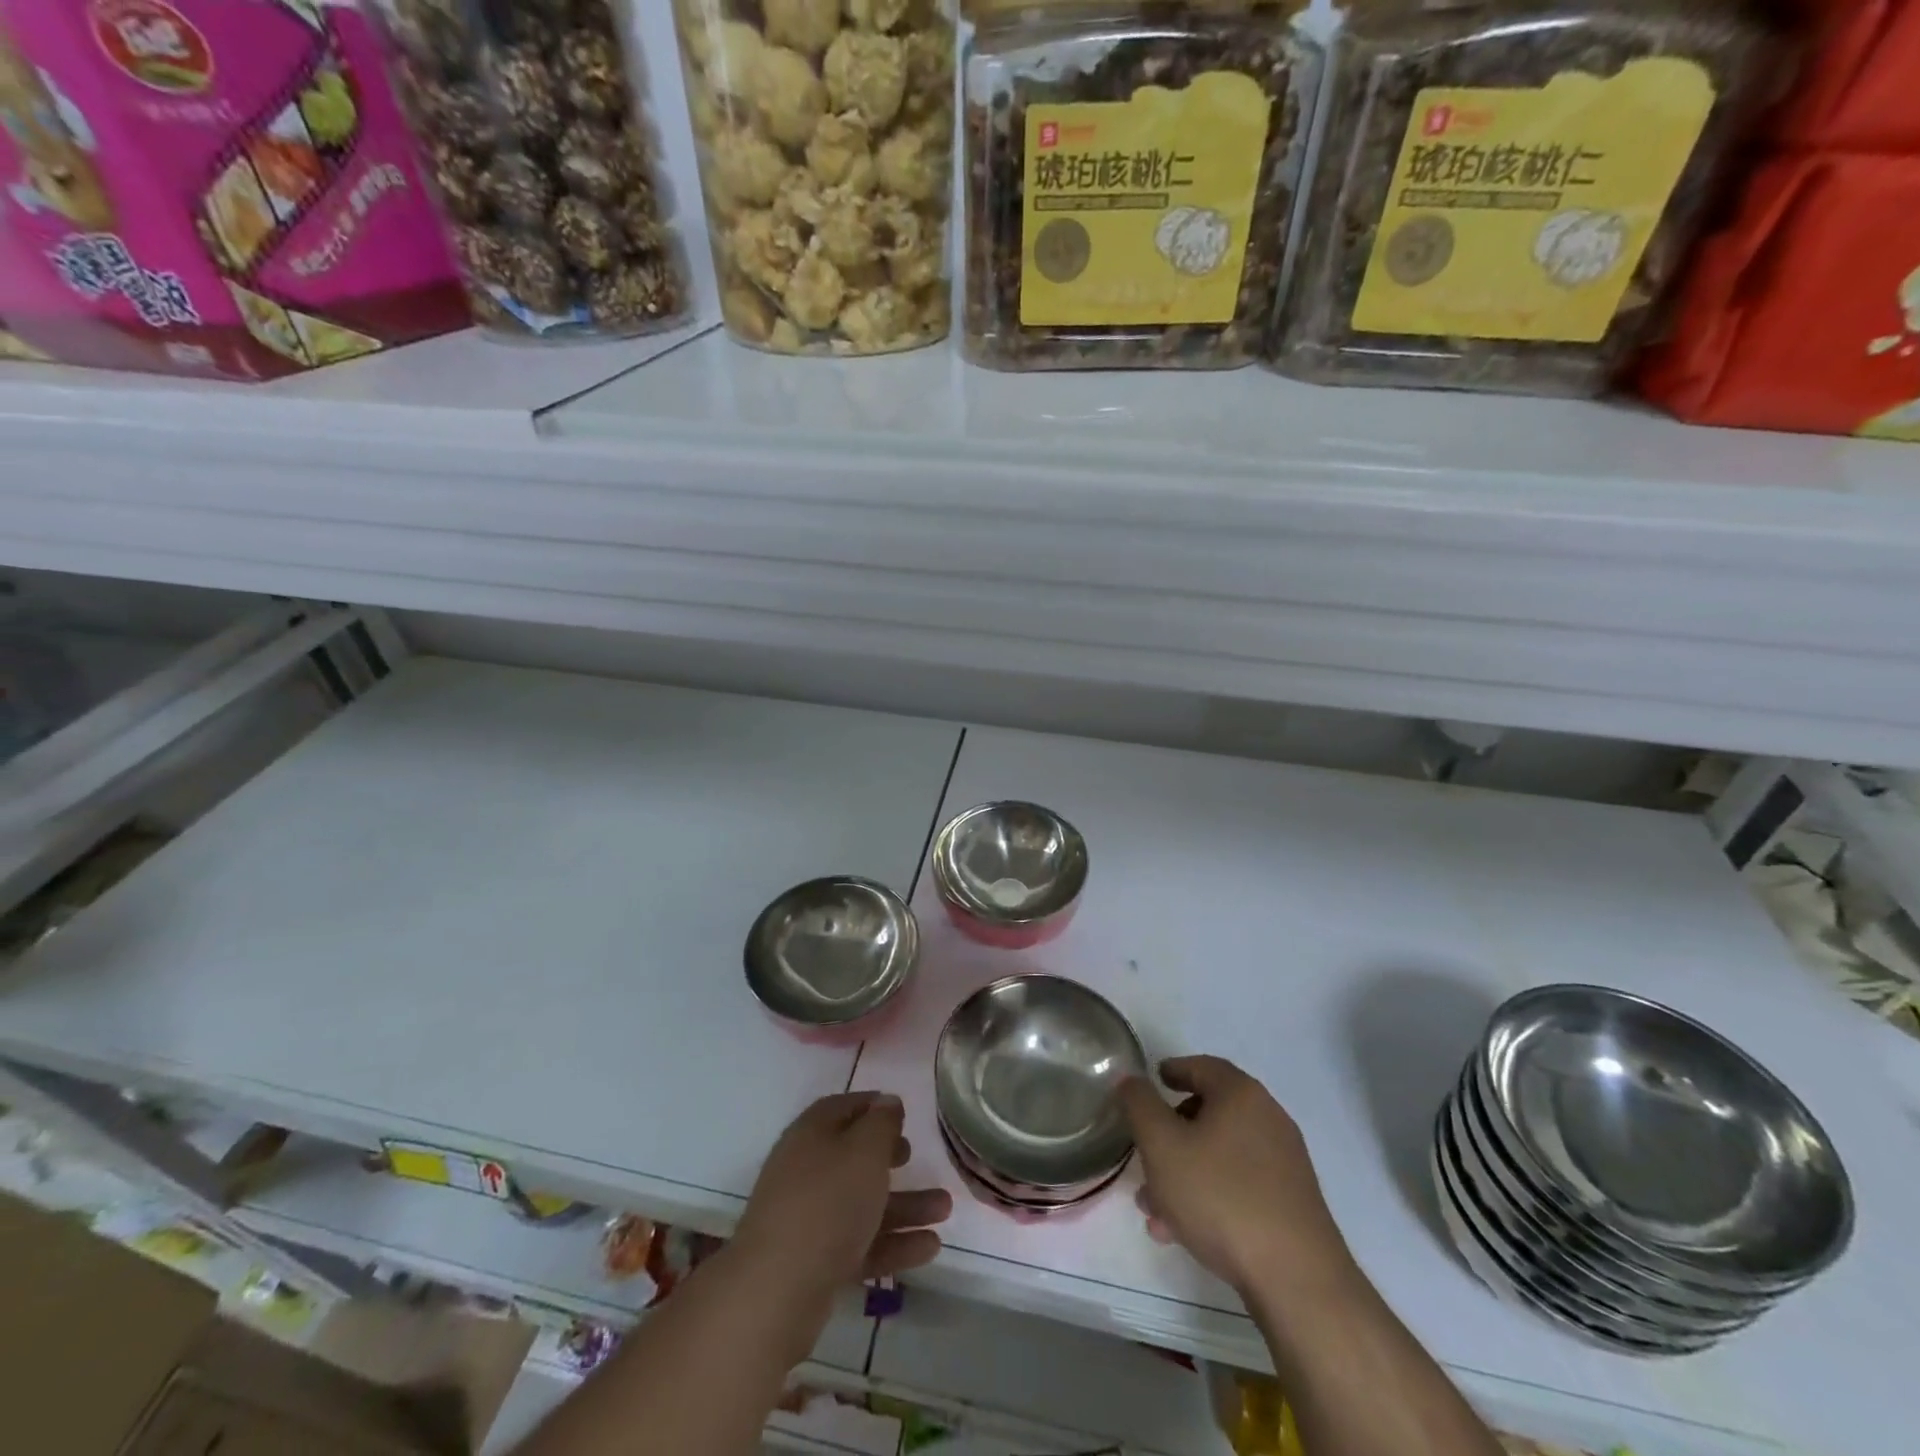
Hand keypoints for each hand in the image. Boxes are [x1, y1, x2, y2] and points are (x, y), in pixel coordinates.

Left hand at [734, 1092, 950, 1307]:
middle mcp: (806, 1170)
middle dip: (888, 1157)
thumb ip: (882, 1123)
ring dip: (904, 1205)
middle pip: (853, 1156)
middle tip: (914, 1156)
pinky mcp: (815, 1261)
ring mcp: (809, 1218)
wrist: (777, 1290)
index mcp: (812, 1134)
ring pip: (862, 1203)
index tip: (902, 1112)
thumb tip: (888, 1101)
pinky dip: (893, 1243)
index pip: (843, 1107)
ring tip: (945, 1210)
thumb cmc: (827, 1202)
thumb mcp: (864, 1151)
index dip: (873, 1105)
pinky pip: (860, 1242)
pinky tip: (930, 1248)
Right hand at [1120, 1056, 1355, 1298]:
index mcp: (1241, 1095)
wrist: (1296, 1280)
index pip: (1201, 1066)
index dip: (1172, 1070)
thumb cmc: (1220, 1197)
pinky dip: (1208, 1195)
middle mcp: (1268, 1119)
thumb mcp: (1162, 1145)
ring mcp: (1284, 1163)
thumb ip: (1139, 1105)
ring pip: (1219, 1155)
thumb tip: (1130, 1078)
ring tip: (1153, 1209)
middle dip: (1170, 1135)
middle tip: (1144, 1155)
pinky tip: (1182, 1232)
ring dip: (1183, 1173)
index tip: (1153, 1080)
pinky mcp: (1290, 1203)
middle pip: (1209, 1113)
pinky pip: (1239, 1185)